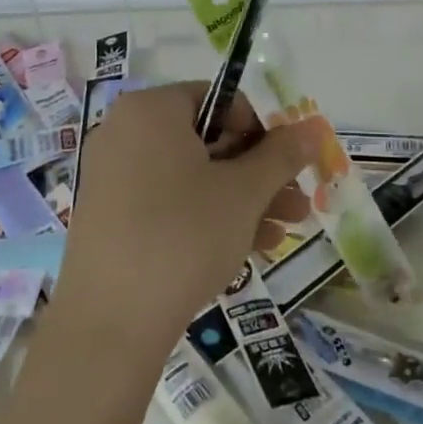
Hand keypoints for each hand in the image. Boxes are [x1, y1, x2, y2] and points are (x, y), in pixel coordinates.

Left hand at [59, 82, 322, 363]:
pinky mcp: (109, 217)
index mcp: (151, 110)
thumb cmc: (183, 235)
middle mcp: (124, 133)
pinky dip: (206, 218)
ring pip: (191, 177)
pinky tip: (247, 250)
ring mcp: (112, 176)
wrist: (110, 322)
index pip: (219, 101)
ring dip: (242, 201)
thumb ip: (282, 154)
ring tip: (283, 233)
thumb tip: (313, 127)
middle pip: (208, 141)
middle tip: (297, 204)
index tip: (285, 167)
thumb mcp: (244, 192)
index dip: (260, 131)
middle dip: (258, 174)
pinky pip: (167, 203)